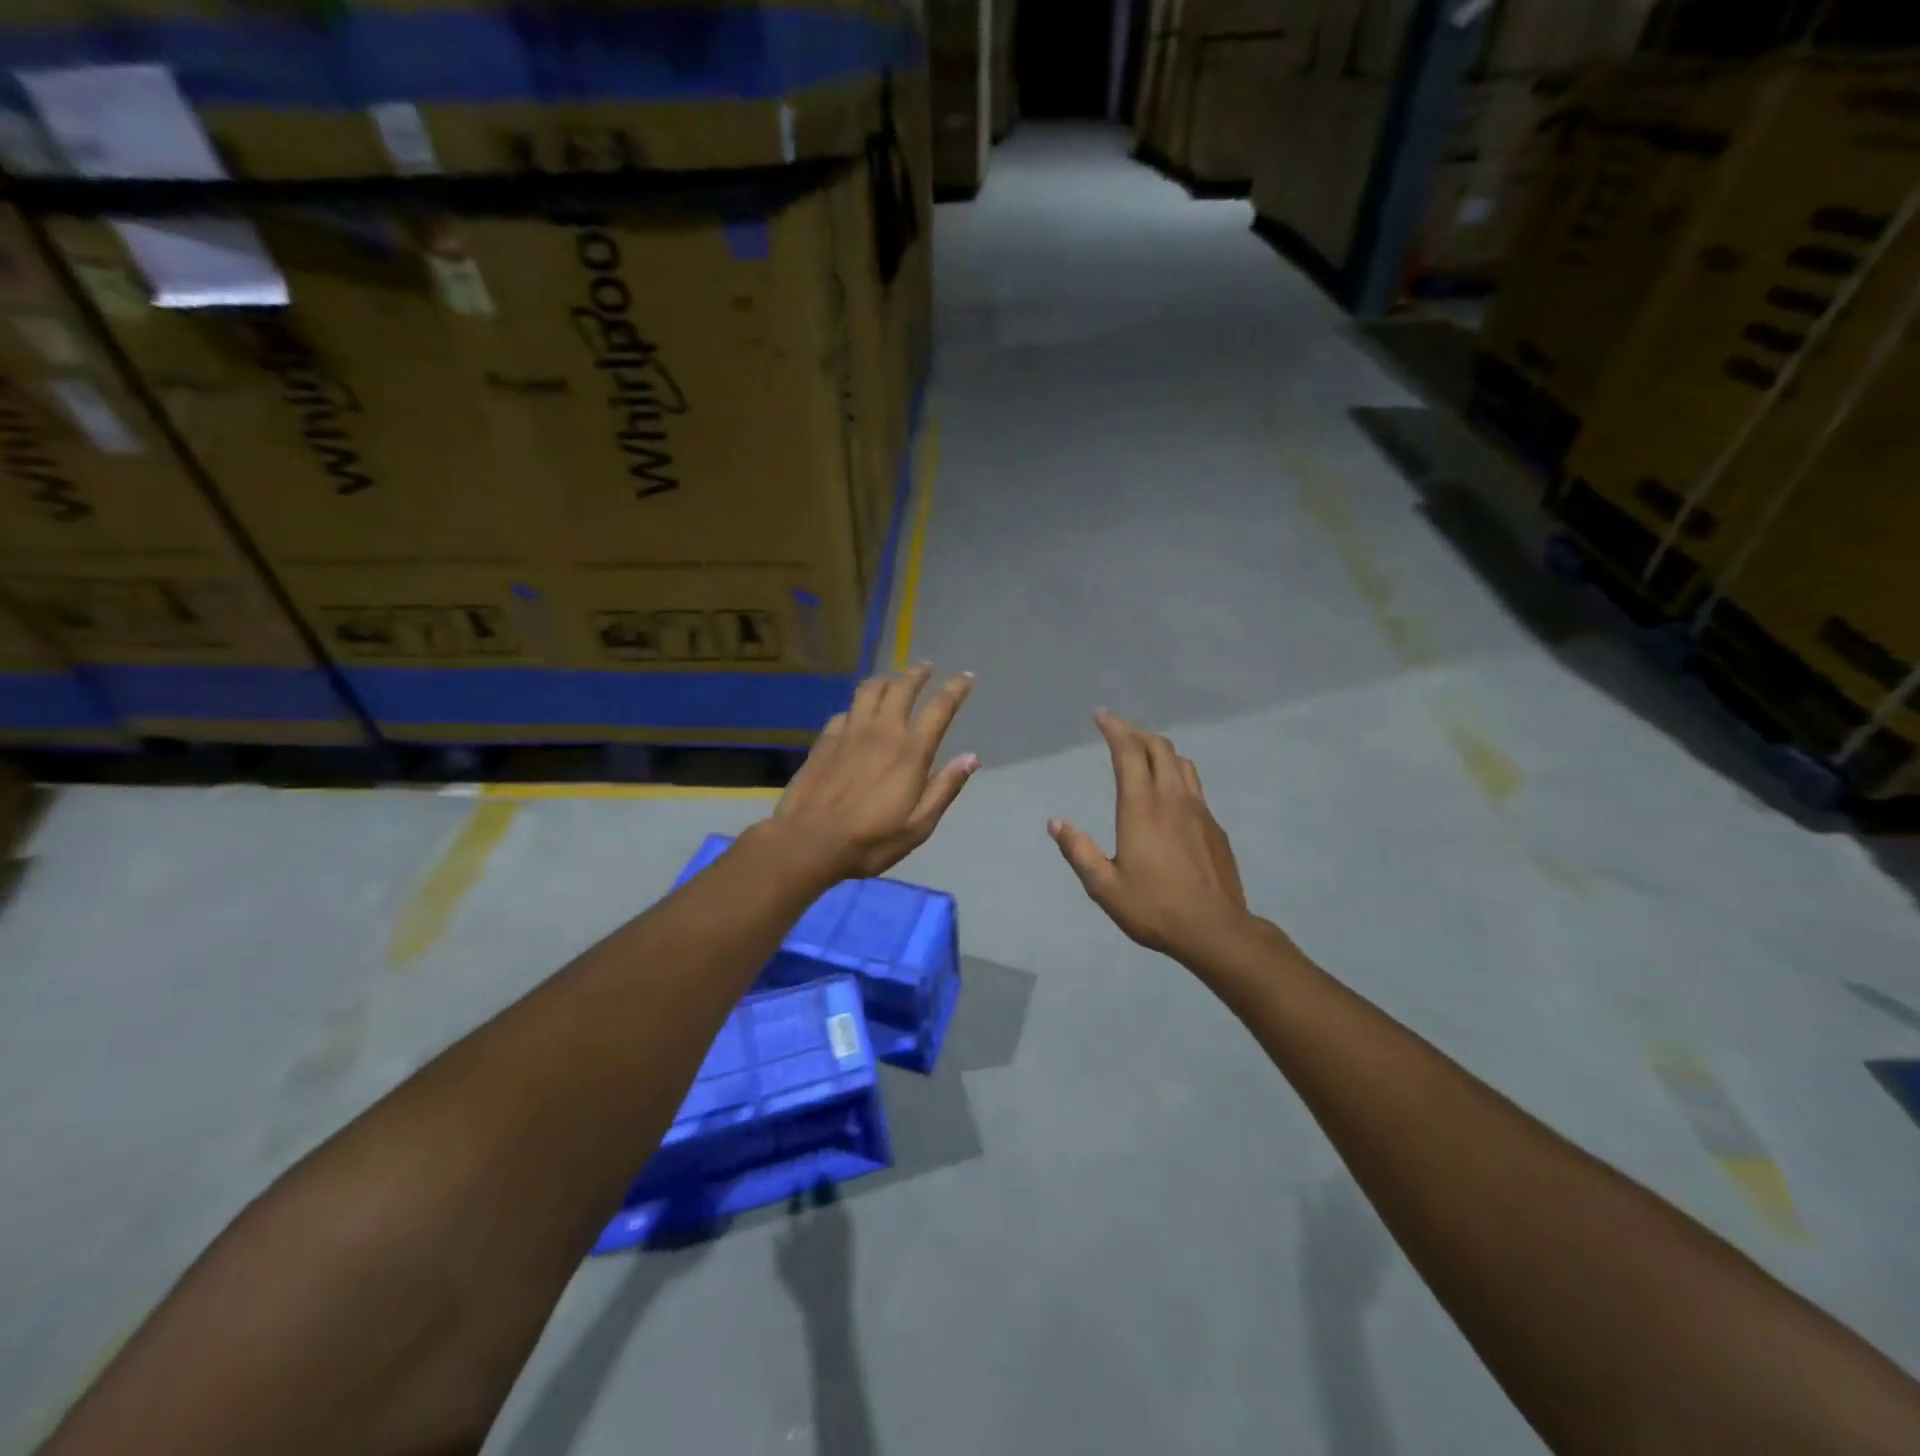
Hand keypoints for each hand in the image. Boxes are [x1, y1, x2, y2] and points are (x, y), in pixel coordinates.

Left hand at [771, 665, 977, 879]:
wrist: (810, 841)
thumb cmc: (871, 840)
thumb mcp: (918, 826)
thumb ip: (945, 788)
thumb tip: (971, 758)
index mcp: (910, 753)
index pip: (939, 709)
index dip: (955, 689)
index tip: (965, 677)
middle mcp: (882, 733)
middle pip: (902, 689)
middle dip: (917, 674)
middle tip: (926, 667)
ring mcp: (850, 733)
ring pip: (870, 691)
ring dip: (886, 680)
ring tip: (893, 679)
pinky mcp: (825, 740)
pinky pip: (845, 711)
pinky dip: (857, 706)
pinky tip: (857, 713)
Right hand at [1049, 710, 1263, 968]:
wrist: (1216, 930)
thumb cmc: (1155, 908)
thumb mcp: (1105, 887)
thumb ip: (1079, 851)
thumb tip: (1056, 823)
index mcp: (1141, 807)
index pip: (1128, 752)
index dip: (1114, 728)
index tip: (1101, 715)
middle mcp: (1172, 798)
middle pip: (1159, 747)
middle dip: (1136, 733)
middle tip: (1118, 731)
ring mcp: (1199, 810)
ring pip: (1181, 763)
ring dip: (1159, 750)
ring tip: (1143, 755)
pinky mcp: (1215, 826)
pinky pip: (1194, 786)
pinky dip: (1176, 775)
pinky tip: (1169, 796)